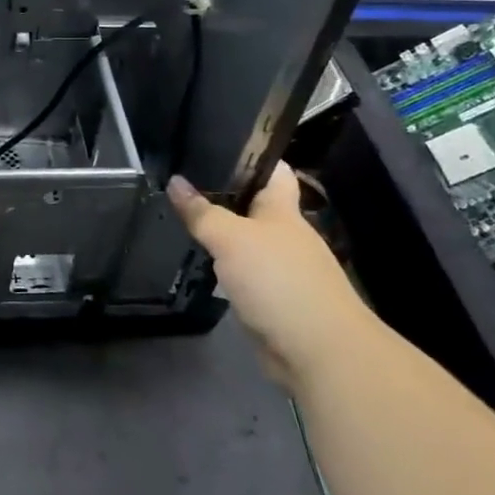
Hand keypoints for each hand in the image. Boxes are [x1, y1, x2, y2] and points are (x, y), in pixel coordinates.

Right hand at [167, 163, 374, 387]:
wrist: (320, 351)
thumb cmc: (279, 281)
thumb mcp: (231, 238)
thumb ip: (202, 212)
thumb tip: (175, 181)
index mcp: (283, 210)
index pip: (273, 170)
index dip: (250, 154)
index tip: (216, 143)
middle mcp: (286, 234)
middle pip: (256, 205)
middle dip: (224, 195)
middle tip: (183, 183)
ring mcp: (284, 269)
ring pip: (248, 241)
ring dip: (223, 234)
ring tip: (183, 220)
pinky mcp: (276, 300)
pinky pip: (246, 274)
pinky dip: (227, 269)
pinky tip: (202, 265)